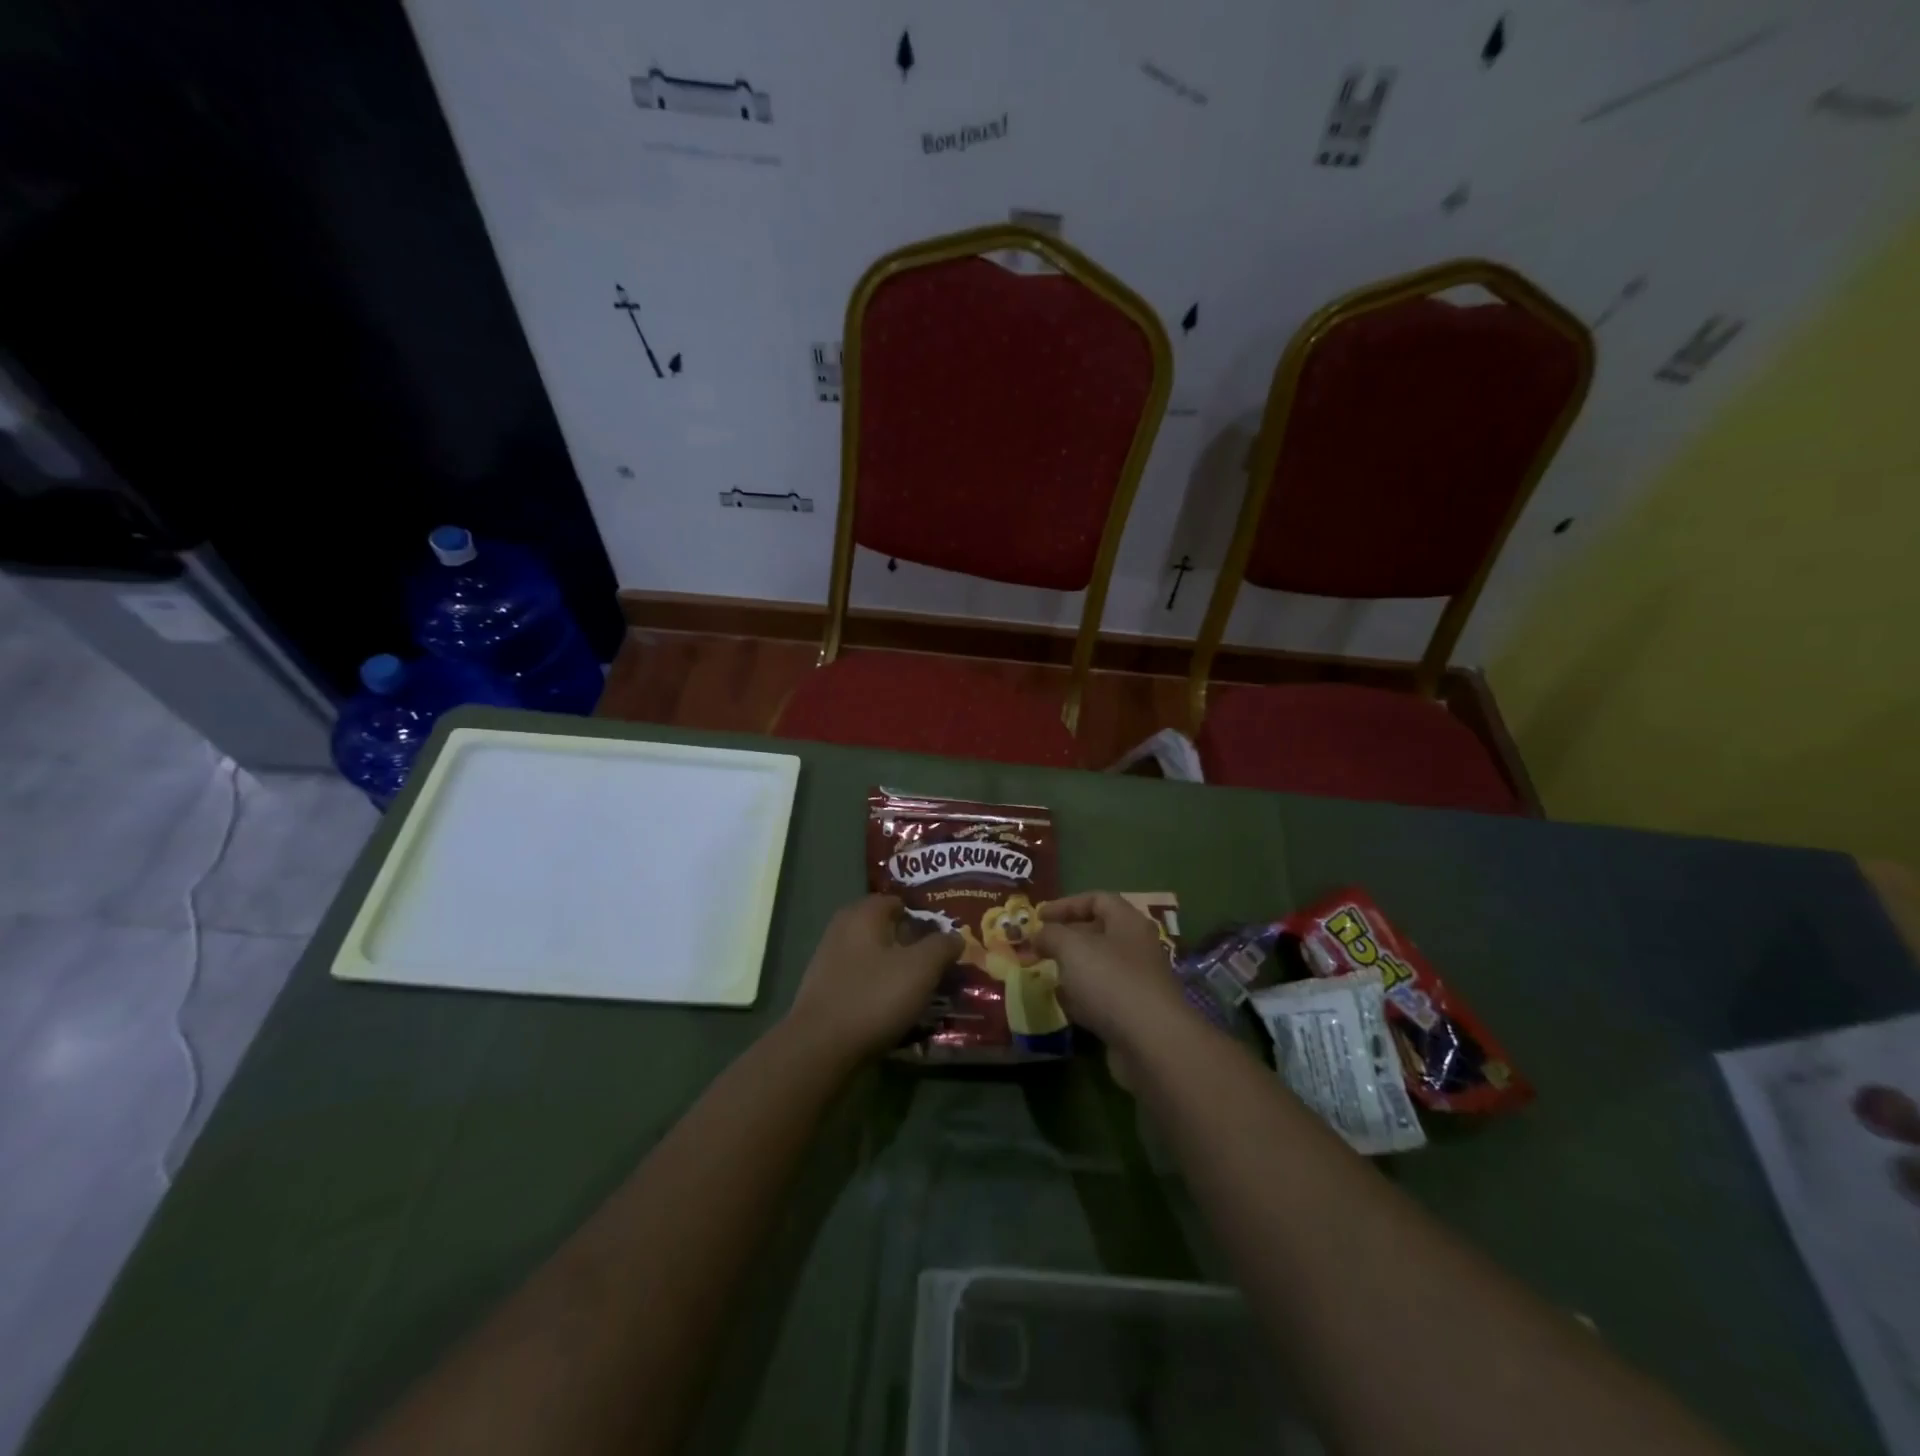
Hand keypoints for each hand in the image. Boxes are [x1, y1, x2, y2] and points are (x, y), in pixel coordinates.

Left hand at [784, 896, 961, 1064]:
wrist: (820, 1048)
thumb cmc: (874, 997)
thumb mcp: (921, 968)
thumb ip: (941, 946)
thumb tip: (955, 936)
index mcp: (863, 914)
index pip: (897, 902)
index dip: (923, 916)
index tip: (944, 936)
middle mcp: (842, 929)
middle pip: (884, 930)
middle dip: (910, 944)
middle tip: (936, 964)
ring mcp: (828, 960)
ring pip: (872, 957)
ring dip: (895, 969)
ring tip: (921, 990)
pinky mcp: (824, 991)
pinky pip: (860, 981)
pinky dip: (878, 989)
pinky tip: (894, 1008)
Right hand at [1035, 892, 1191, 1047]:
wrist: (1151, 1042)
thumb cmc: (1110, 981)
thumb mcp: (1072, 948)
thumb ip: (1051, 935)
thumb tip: (1039, 935)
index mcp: (1128, 922)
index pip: (1097, 899)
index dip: (1066, 904)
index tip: (1039, 917)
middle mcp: (1136, 947)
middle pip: (1098, 932)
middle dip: (1065, 938)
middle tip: (1038, 947)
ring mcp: (1137, 982)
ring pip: (1099, 966)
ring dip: (1072, 969)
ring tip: (1045, 973)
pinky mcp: (1134, 1013)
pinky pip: (1102, 996)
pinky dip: (1082, 997)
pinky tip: (1064, 1004)